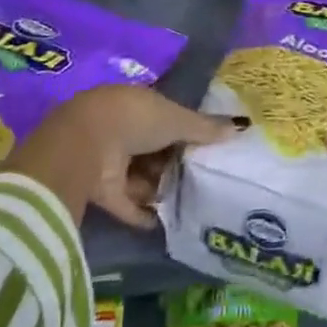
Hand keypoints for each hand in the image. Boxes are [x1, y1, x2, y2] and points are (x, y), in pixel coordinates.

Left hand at [3, 85, 241, 228]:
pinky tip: (165, 222)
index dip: (182, 131)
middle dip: (172, 163)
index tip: (205, 147)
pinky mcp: (100, 191)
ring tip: (189, 201)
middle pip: (152, 148)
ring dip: (159, 188)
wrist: (86, 147)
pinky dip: (143, 213)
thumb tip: (240, 127)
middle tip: (201, 177)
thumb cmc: (134, 120)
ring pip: (140, 176)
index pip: (163, 117)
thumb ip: (205, 127)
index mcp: (135, 104)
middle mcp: (120, 130)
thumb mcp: (176, 119)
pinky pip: (127, 203)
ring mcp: (107, 160)